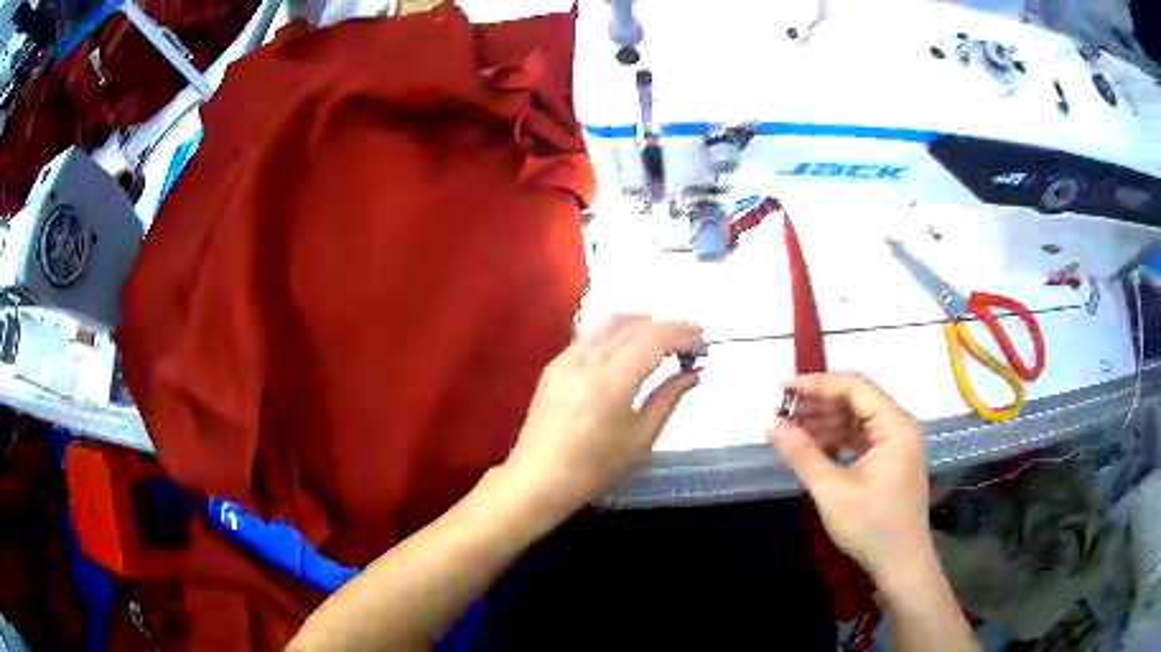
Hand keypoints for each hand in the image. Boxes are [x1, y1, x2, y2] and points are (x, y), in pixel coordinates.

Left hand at [502, 316, 702, 512]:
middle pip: (635, 325)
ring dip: (642, 323)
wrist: (537, 478)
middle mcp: (588, 358)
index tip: (702, 341)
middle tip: (690, 340)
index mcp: (612, 380)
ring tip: (663, 339)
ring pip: (610, 322)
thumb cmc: (594, 467)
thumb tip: (693, 374)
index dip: (683, 334)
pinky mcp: (554, 364)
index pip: (655, 337)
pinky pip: (591, 335)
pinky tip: (627, 348)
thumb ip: (668, 398)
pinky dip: (617, 332)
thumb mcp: (641, 438)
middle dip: (667, 328)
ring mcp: (567, 357)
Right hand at [767, 373, 933, 584]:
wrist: (900, 564)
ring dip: (825, 423)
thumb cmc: (871, 526)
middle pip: (856, 401)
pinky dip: (836, 441)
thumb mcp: (833, 491)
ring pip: (856, 420)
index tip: (782, 389)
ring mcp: (896, 445)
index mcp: (895, 425)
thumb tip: (771, 425)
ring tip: (791, 432)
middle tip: (782, 413)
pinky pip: (860, 439)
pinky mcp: (889, 462)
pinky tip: (813, 450)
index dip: (817, 384)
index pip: (855, 387)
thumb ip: (802, 455)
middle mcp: (899, 426)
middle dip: (818, 404)